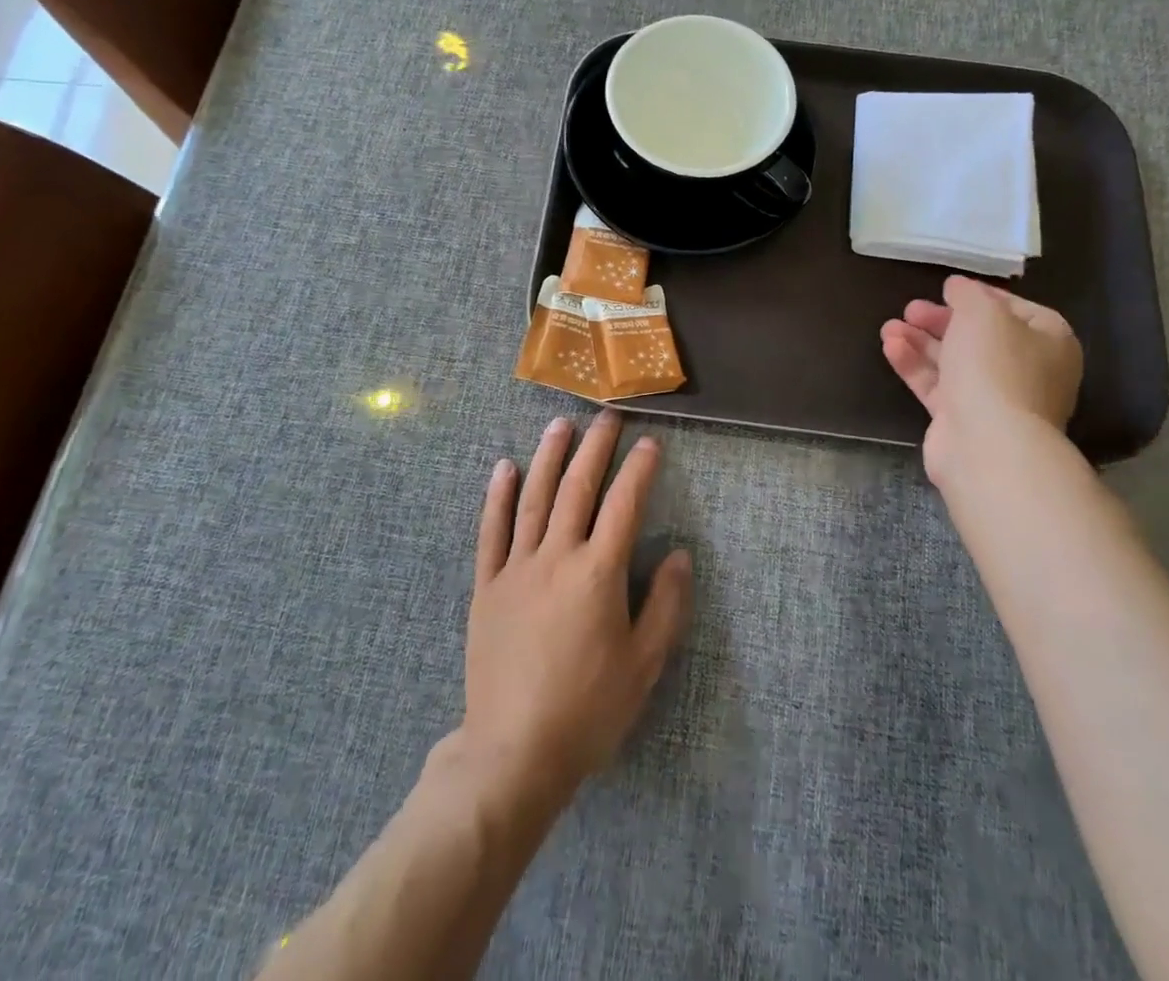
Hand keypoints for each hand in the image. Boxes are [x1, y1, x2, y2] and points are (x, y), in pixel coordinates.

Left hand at [456, 411, 692, 817]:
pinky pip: (492, 531)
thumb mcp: (644, 664)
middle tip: (606, 416)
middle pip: (577, 489)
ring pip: (534, 498)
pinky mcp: (487, 585)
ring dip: (548, 457)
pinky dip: (498, 496)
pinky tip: (504, 468)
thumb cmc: (588, 710)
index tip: (650, 442)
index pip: (623, 506)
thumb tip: (681, 553)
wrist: (514, 752)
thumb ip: (665, 605)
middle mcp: (556, 557)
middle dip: (595, 448)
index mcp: (598, 574)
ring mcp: (516, 568)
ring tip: (560, 424)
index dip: (639, 470)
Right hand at [880, 275, 1083, 499]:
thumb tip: (958, 287)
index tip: (947, 290)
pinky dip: (915, 365)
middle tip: (911, 309)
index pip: (1016, 309)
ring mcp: (995, 399)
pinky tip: (890, 347)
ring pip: (954, 362)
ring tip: (889, 327)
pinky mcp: (962, 420)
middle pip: (979, 337)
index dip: (980, 297)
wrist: (988, 444)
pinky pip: (937, 386)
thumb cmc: (996, 368)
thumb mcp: (982, 314)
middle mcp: (1027, 370)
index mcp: (1049, 341)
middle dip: (942, 321)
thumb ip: (968, 294)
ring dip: (921, 342)